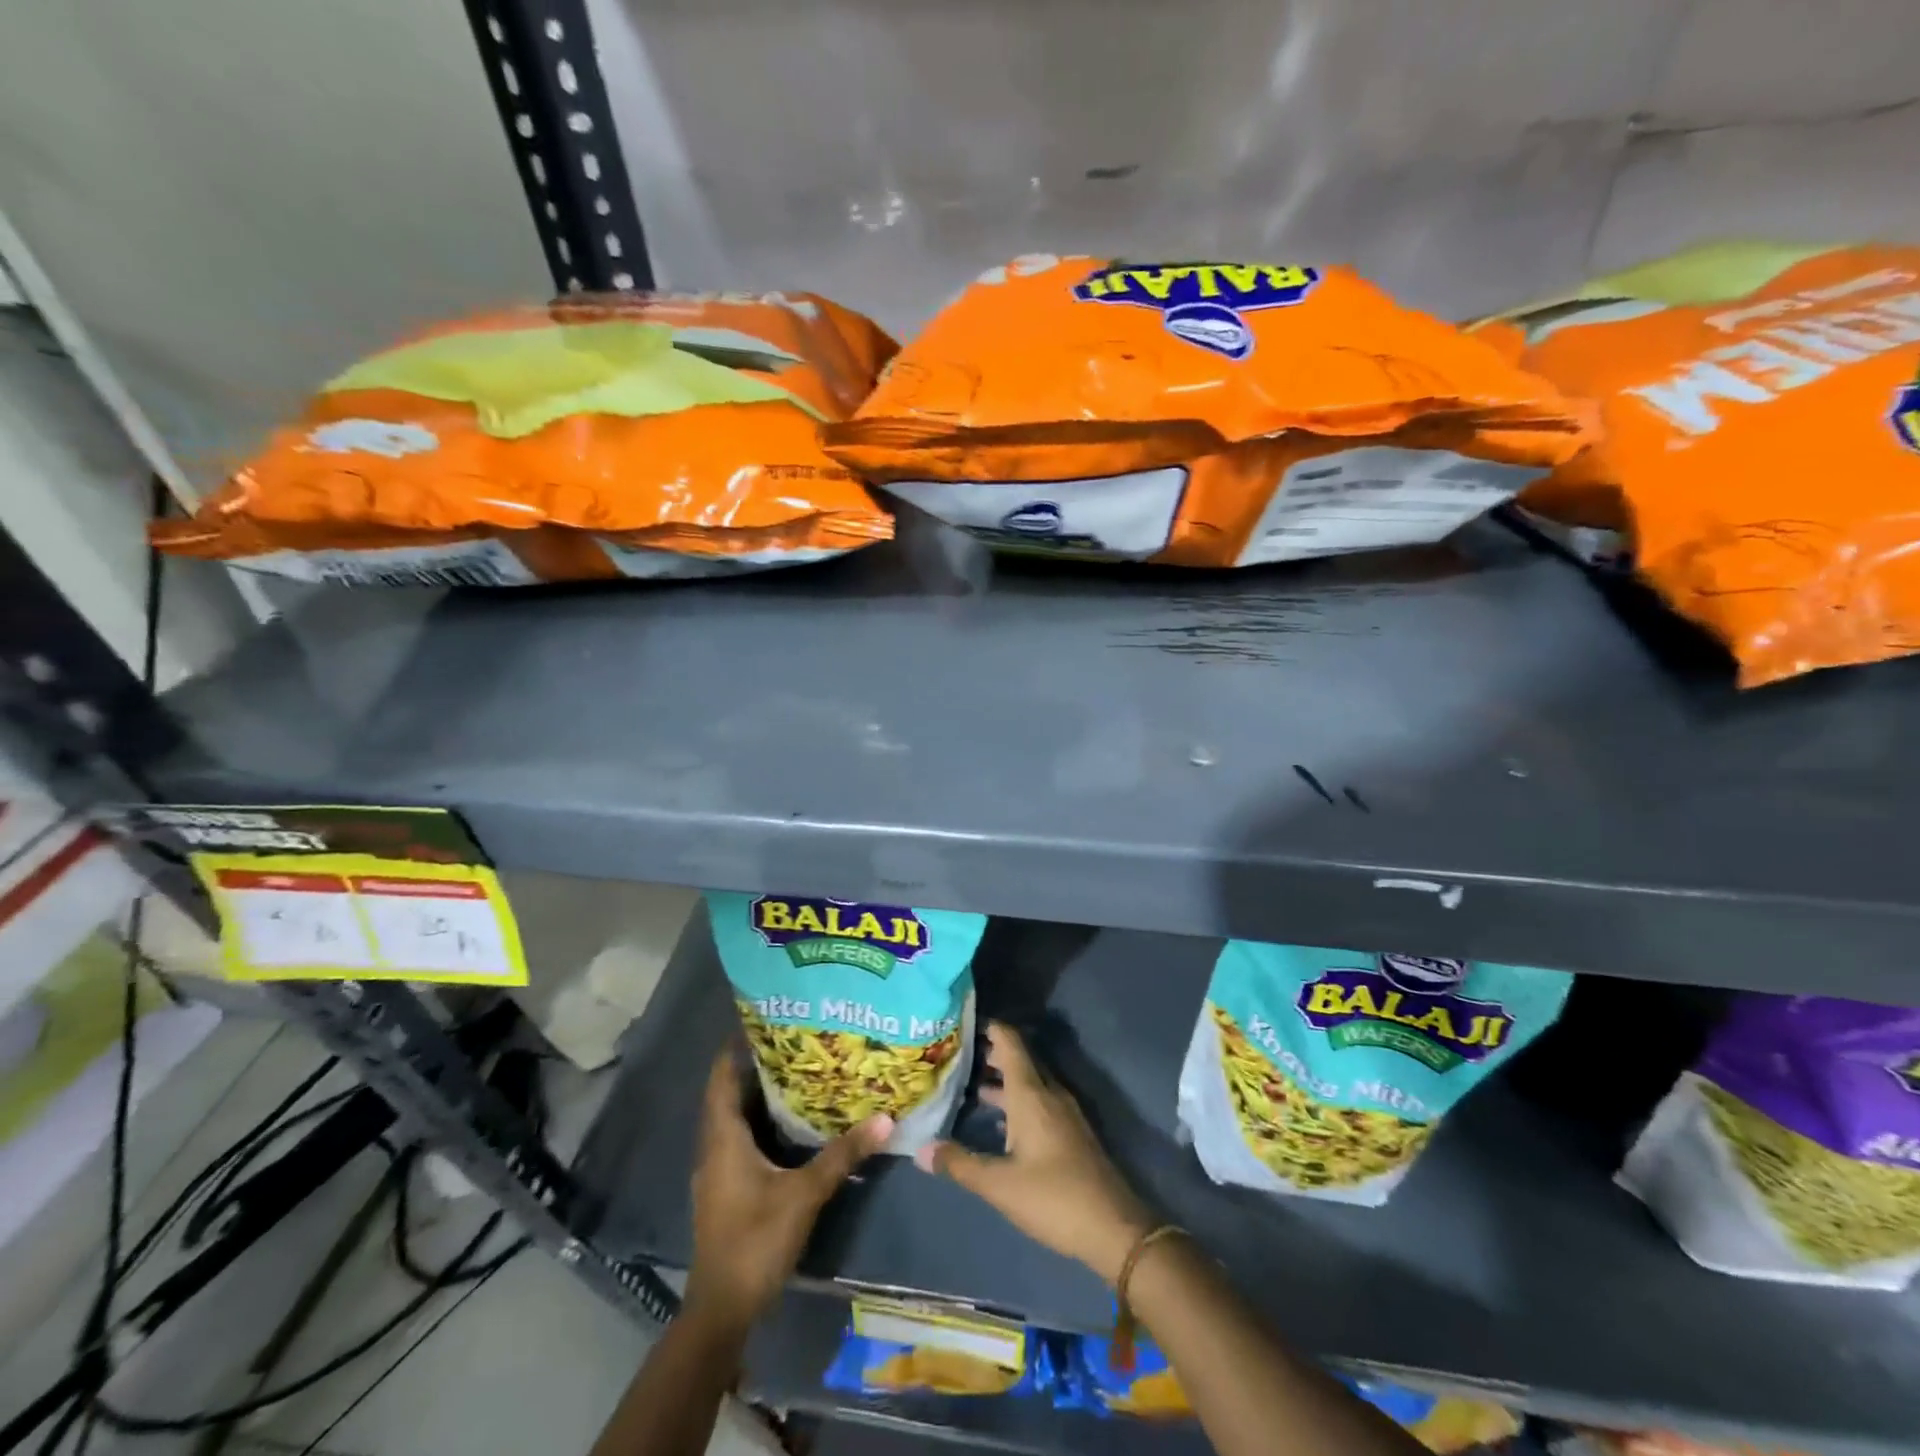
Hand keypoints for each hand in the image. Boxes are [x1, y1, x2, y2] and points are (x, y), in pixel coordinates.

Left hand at [686, 1051, 890, 1330]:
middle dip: (755, 1066)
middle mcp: (714, 1147)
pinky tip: (788, 1122)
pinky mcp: (725, 1189)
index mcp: (723, 1139)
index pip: (721, 1078)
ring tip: (795, 1070)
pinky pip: (739, 1140)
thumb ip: (842, 1155)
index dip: (735, 1047)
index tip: (764, 1019)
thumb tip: (884, 1118)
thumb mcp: (804, 1195)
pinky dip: (759, 1122)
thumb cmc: (756, 1241)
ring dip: (757, 1095)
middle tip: (794, 1039)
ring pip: (734, 1118)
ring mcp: (716, 1171)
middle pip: (728, 1094)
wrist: (722, 1309)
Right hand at [915, 1022, 1153, 1284]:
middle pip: (1019, 1060)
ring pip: (1029, 1083)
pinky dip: (1015, 1101)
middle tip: (956, 1053)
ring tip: (970, 1083)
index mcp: (1032, 1094)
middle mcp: (1049, 1094)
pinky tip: (999, 1121)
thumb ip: (960, 1164)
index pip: (1010, 1043)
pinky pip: (1038, 1102)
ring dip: (1002, 1079)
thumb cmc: (1054, 1198)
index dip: (989, 1027)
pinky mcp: (1070, 1134)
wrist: (1114, 1229)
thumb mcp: (1000, 1185)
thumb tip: (921, 1148)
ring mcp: (1063, 1113)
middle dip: (990, 1053)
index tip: (962, 1021)